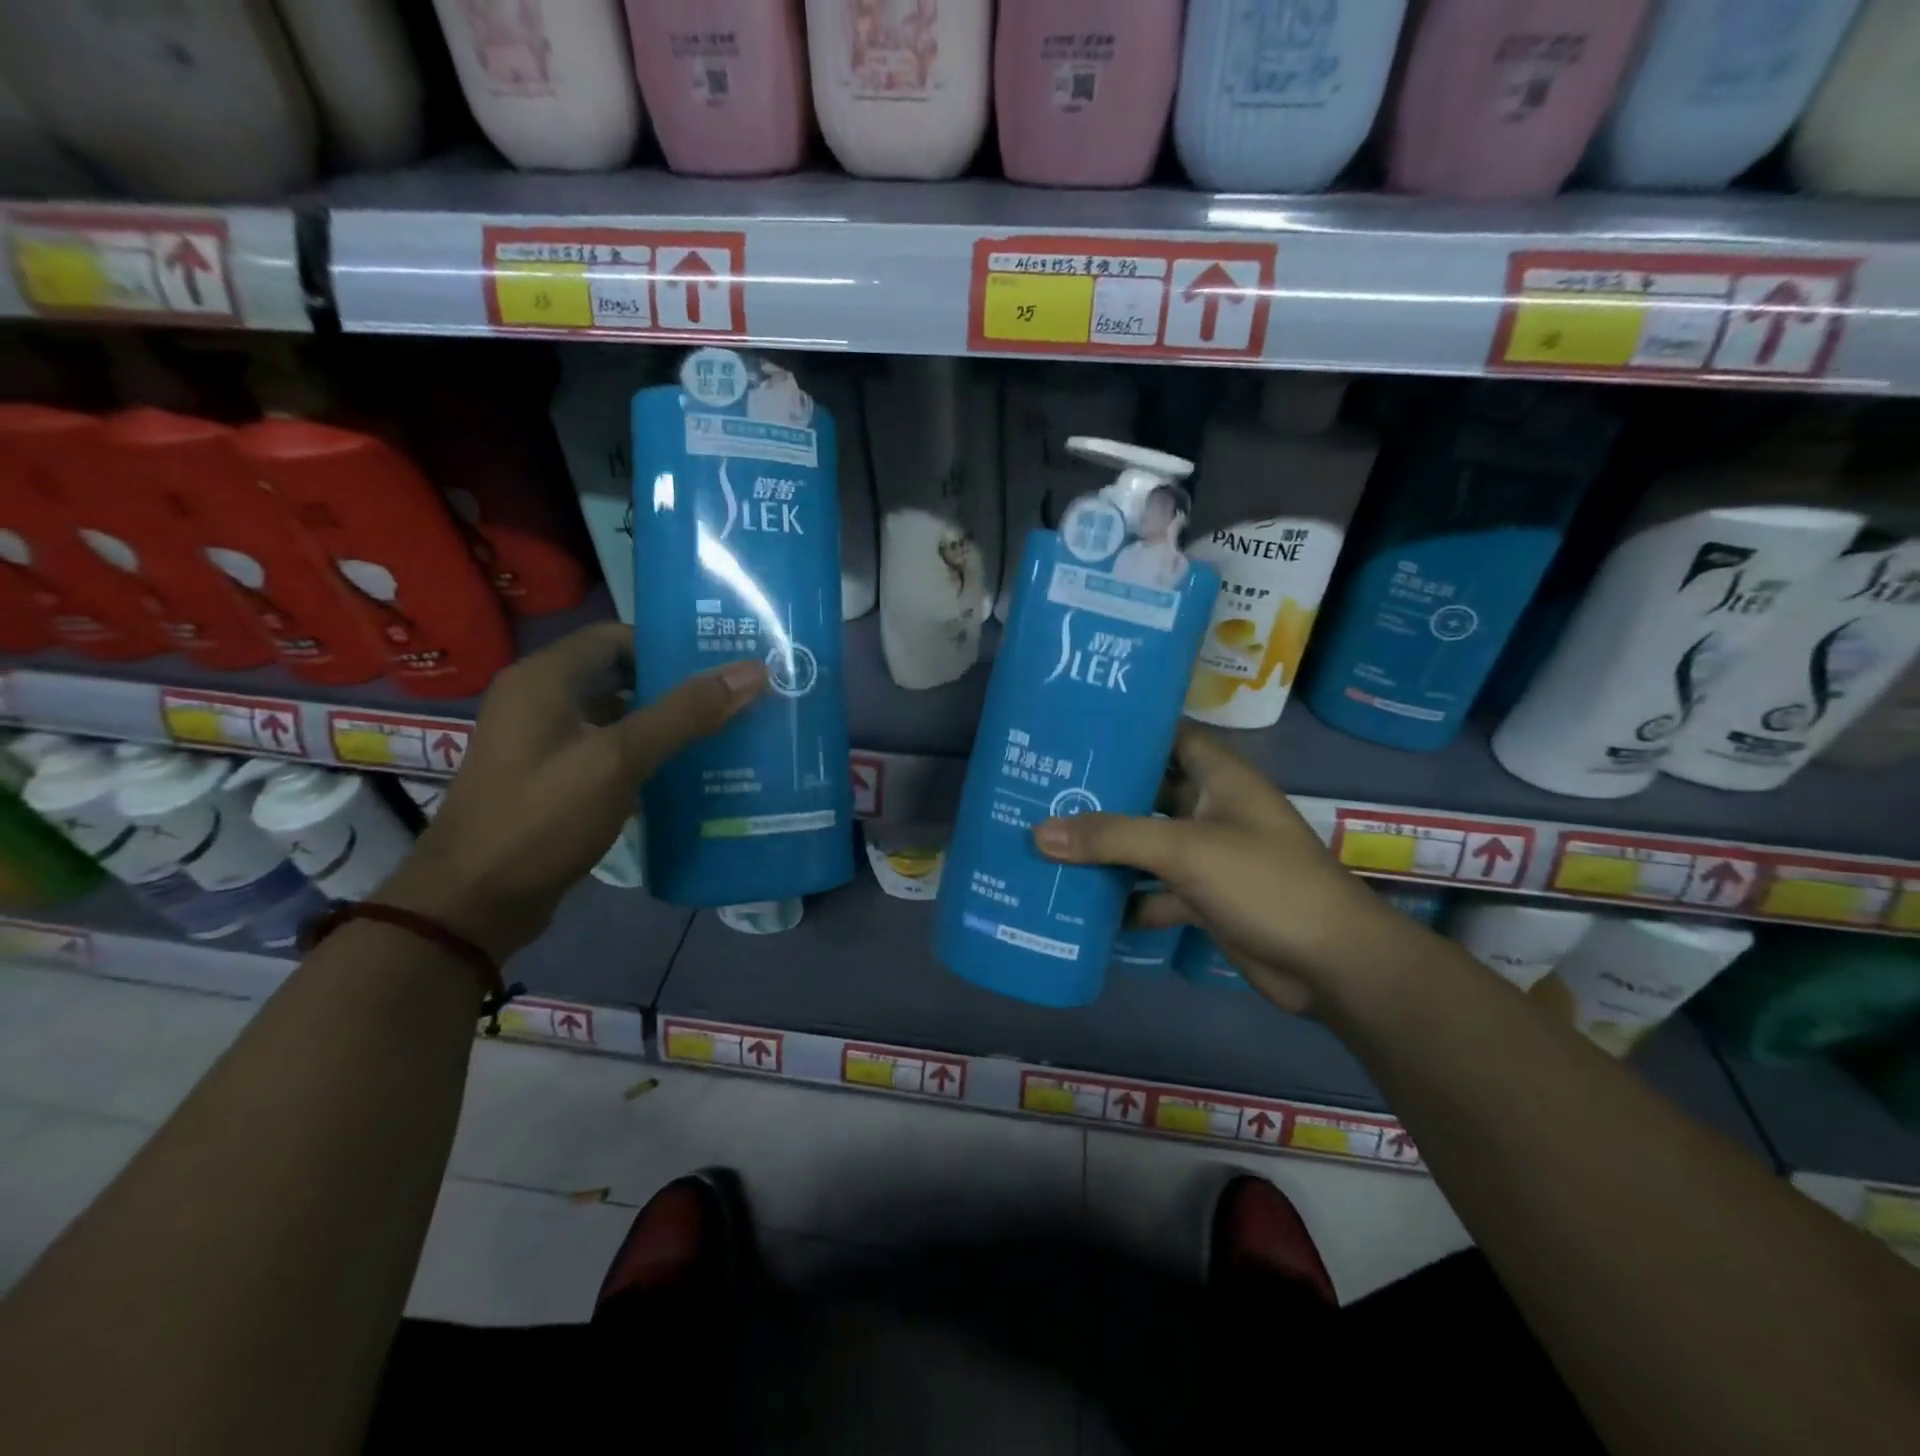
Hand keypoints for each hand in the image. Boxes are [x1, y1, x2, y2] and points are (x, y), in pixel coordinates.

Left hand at [379, 623, 766, 958]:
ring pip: (621, 718)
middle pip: (622, 677)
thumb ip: (685, 713)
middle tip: (739, 698)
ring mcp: (546, 744)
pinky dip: (649, 757)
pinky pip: (612, 753)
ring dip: (669, 725)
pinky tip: (692, 774)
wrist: (474, 904)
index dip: (670, 646)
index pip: (618, 638)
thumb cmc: (541, 818)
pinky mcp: (556, 780)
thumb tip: (753, 671)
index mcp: (545, 678)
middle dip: (679, 688)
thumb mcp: (618, 759)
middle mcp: (542, 701)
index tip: (724, 662)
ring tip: (729, 733)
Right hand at [1031, 725, 1423, 1013]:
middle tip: (1043, 788)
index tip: (1073, 730)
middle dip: (1102, 793)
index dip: (1128, 730)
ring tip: (1046, 840)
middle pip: (1149, 792)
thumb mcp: (1185, 849)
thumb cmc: (1265, 883)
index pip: (1169, 736)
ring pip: (1147, 844)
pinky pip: (1154, 889)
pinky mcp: (1204, 899)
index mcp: (1220, 777)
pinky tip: (1080, 903)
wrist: (1330, 964)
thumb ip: (1112, 838)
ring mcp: (1209, 857)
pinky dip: (1124, 897)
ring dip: (1107, 848)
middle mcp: (1212, 809)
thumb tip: (1038, 833)